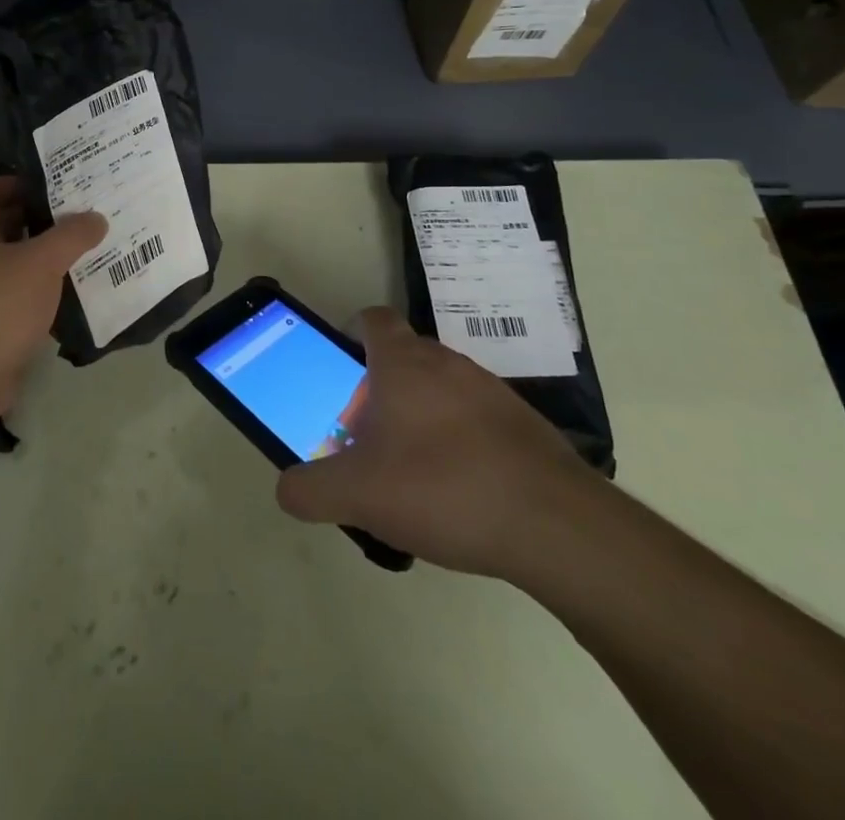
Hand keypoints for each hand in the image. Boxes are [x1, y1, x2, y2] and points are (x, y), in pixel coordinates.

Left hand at [0, 176, 106, 412]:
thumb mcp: (41, 262)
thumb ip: (71, 236)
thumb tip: (96, 218)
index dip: (14, 182)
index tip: (49, 185)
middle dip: (34, 218)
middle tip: (73, 215)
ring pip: (7, 262)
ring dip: (37, 255)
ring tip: (76, 250)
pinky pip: (10, 294)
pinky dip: (34, 288)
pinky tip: (64, 291)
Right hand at [275, 307, 595, 576]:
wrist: (556, 526)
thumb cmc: (443, 488)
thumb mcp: (358, 495)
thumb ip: (311, 489)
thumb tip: (288, 488)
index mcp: (404, 363)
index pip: (373, 319)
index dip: (352, 333)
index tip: (342, 369)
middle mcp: (448, 363)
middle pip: (404, 357)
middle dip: (381, 388)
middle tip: (367, 435)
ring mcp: (491, 392)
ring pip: (442, 389)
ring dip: (422, 416)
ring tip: (412, 472)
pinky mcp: (524, 426)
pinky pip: (477, 420)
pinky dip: (460, 442)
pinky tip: (459, 493)